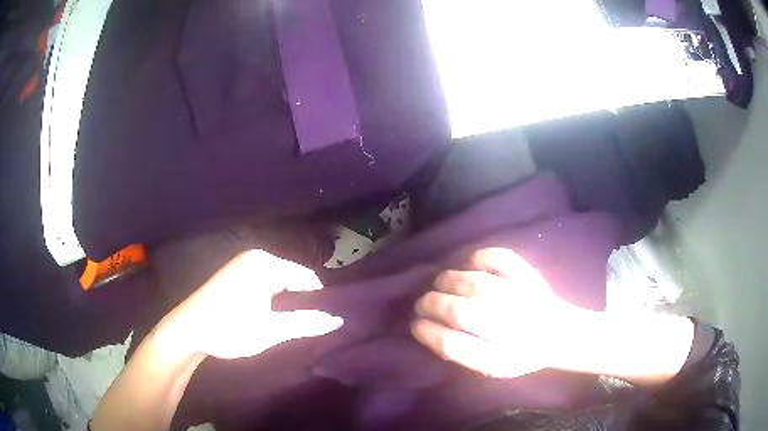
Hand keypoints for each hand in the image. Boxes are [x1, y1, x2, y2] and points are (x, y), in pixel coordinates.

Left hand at [160, 250, 343, 359]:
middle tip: (312, 327)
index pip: (306, 278)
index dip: (320, 300)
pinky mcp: (235, 274)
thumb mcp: (270, 330)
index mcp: (265, 264)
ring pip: (279, 282)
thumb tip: (338, 320)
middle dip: (303, 301)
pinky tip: (274, 315)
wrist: (187, 332)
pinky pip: (265, 283)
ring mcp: (243, 264)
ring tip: (296, 324)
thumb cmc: (229, 329)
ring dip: (288, 302)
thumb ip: (305, 323)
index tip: (327, 321)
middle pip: (293, 278)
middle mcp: (255, 257)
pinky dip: (273, 299)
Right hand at [411, 248, 582, 377]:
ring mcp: (523, 301)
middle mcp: (511, 331)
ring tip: (440, 282)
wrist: (557, 334)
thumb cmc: (519, 353)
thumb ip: (463, 353)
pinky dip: (482, 257)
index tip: (416, 324)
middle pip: (461, 313)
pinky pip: (504, 260)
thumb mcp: (491, 366)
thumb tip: (429, 330)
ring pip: (478, 285)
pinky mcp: (531, 279)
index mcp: (498, 360)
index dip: (428, 332)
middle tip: (422, 302)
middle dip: (432, 304)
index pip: (453, 346)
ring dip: (450, 281)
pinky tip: (470, 263)